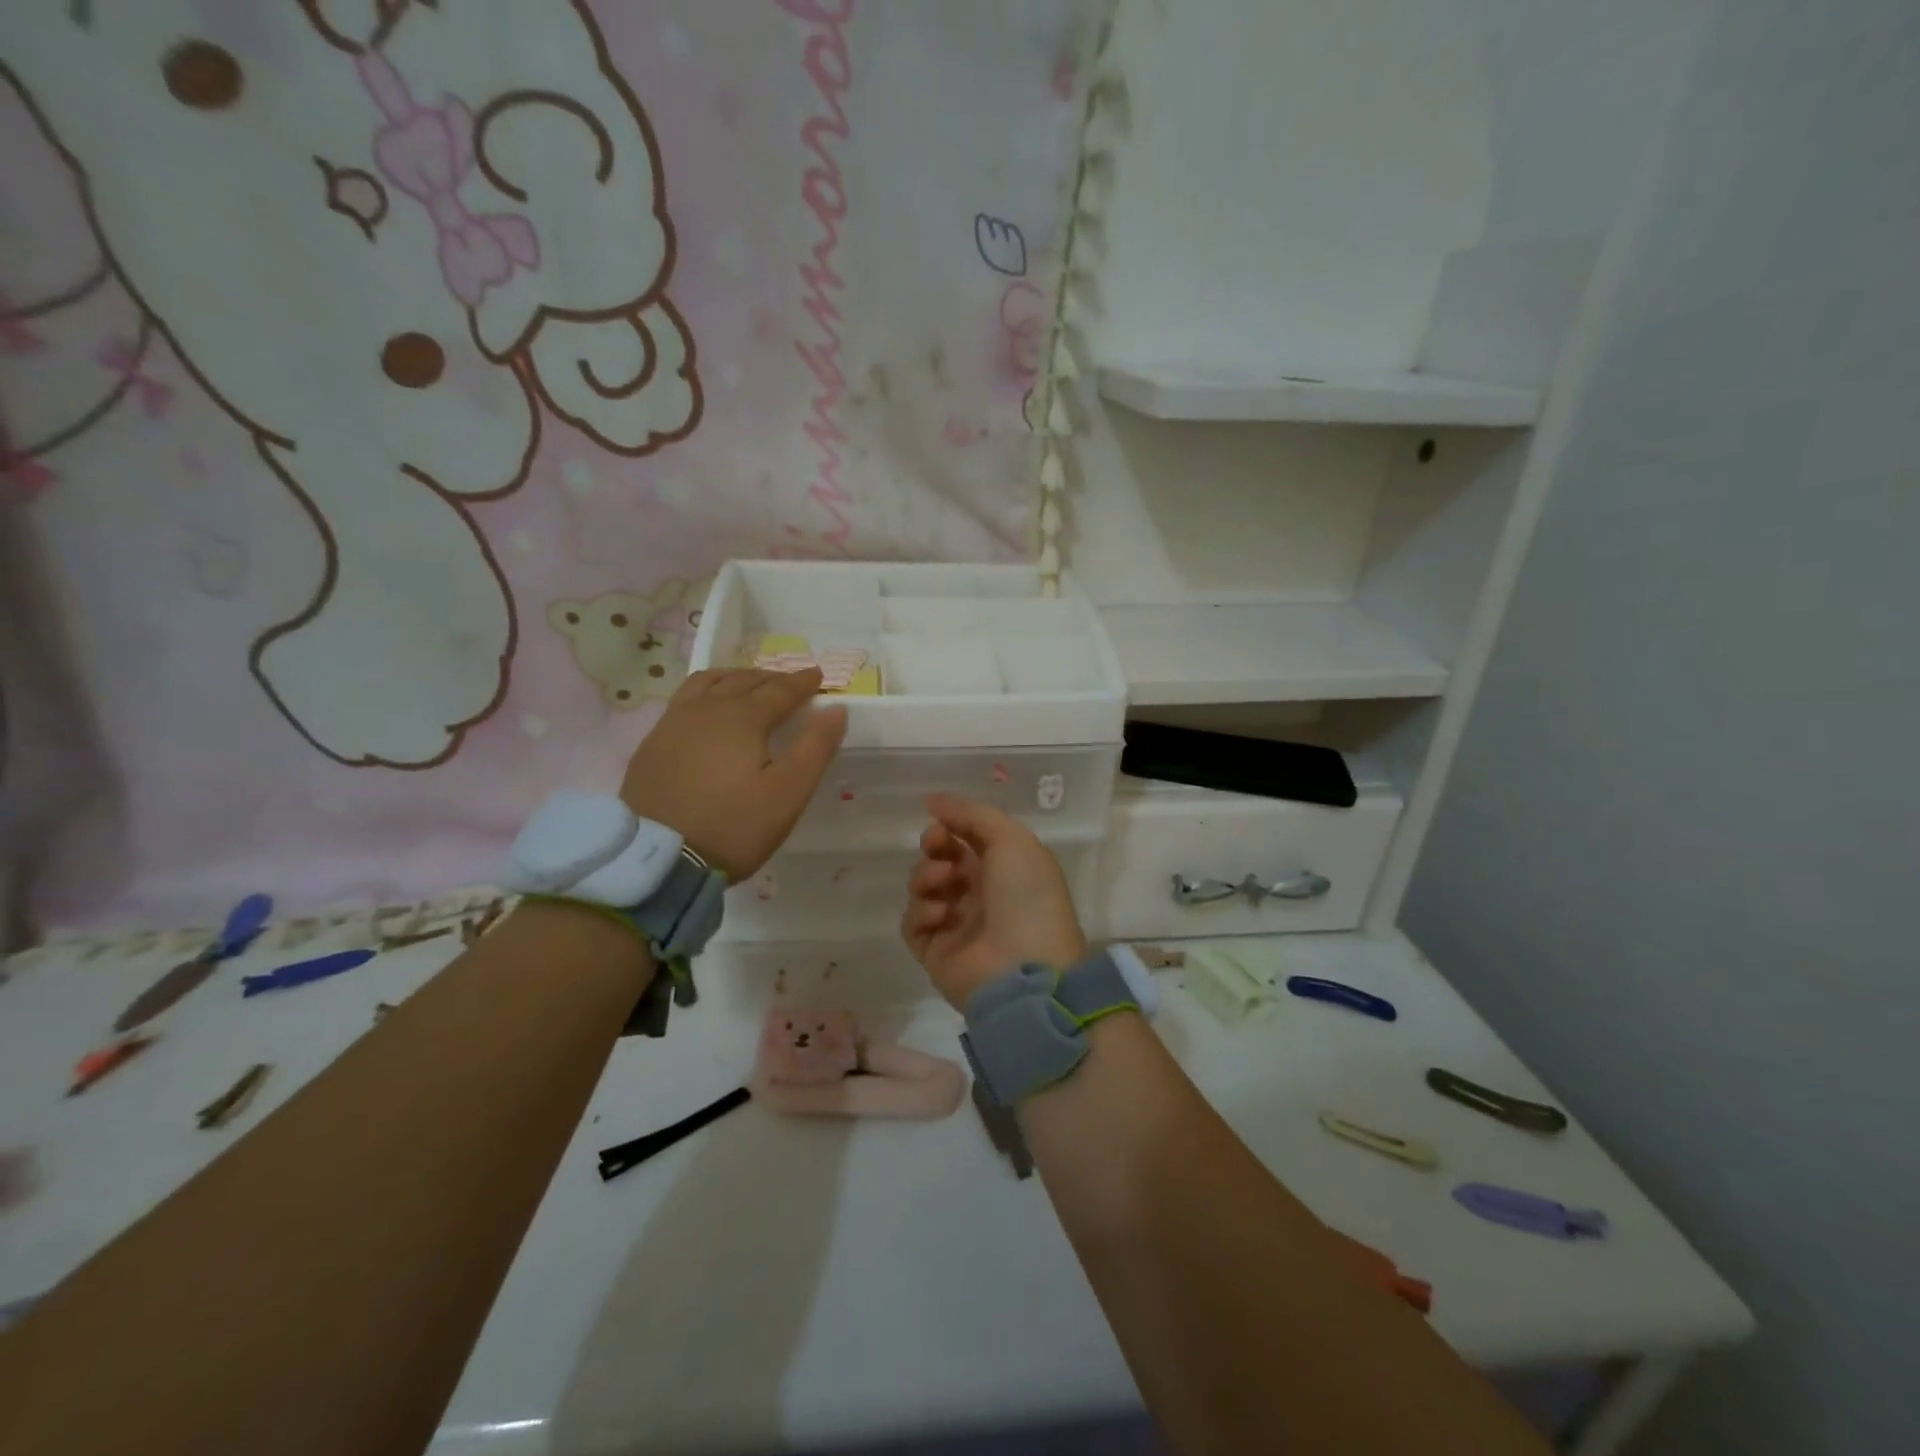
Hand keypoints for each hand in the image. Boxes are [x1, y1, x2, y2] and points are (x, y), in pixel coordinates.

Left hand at [620, 668, 846, 881]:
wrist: (656, 858)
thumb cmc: (733, 826)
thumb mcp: (788, 792)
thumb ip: (815, 747)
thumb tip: (836, 709)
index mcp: (741, 718)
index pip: (779, 690)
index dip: (801, 682)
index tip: (818, 675)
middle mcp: (705, 710)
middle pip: (742, 681)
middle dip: (770, 678)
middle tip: (789, 682)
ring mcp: (672, 724)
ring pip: (707, 684)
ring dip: (734, 679)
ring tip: (748, 685)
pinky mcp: (651, 745)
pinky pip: (683, 701)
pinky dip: (705, 694)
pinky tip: (706, 711)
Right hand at [902, 794, 1087, 1009]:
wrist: (1024, 971)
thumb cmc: (1026, 898)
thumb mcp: (1012, 841)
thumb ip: (972, 815)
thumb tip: (932, 801)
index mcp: (1006, 868)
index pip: (969, 838)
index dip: (952, 824)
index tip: (937, 819)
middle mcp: (981, 894)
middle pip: (942, 859)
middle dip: (934, 847)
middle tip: (935, 846)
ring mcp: (957, 924)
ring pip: (923, 887)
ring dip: (927, 876)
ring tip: (943, 883)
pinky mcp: (935, 952)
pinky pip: (913, 923)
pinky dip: (921, 912)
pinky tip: (939, 915)